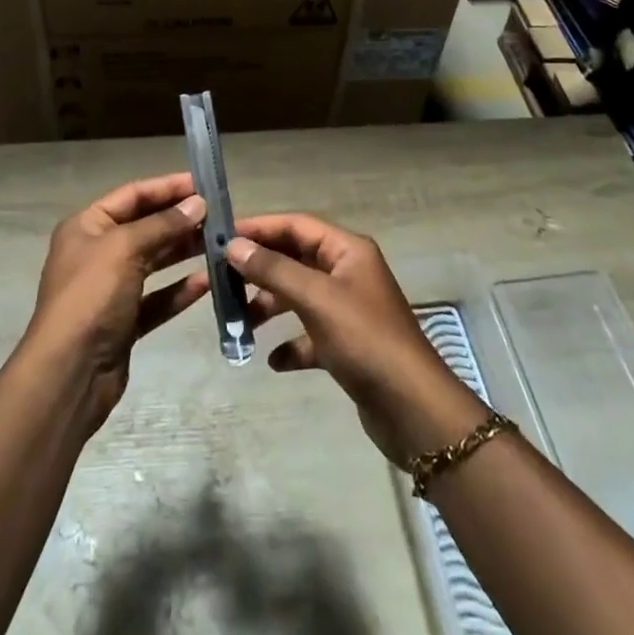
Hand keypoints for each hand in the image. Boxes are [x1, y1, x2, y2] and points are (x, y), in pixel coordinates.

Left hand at [25, 173, 209, 432]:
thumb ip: (163, 224)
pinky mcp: (125, 321)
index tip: (203, 184)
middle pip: (146, 227)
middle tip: (220, 215)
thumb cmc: (91, 296)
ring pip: (155, 262)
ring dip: (185, 252)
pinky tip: (208, 283)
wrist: (69, 373)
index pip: (133, 195)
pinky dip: (180, 290)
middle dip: (181, 221)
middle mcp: (98, 253)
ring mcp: (111, 289)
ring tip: (221, 244)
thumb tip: (198, 204)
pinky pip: (158, 298)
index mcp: (87, 226)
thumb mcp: (125, 248)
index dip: (167, 187)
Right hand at [227, 215, 487, 462]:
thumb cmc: (364, 340)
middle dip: (260, 269)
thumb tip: (233, 245)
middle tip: (221, 280)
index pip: (296, 225)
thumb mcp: (316, 299)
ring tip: (240, 322)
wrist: (412, 409)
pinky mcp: (348, 346)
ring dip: (270, 306)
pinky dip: (290, 344)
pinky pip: (310, 335)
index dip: (260, 228)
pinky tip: (273, 360)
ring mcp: (349, 310)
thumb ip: (273, 270)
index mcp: (347, 250)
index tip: (221, 237)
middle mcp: (348, 272)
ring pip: (299, 297)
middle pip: (295, 259)